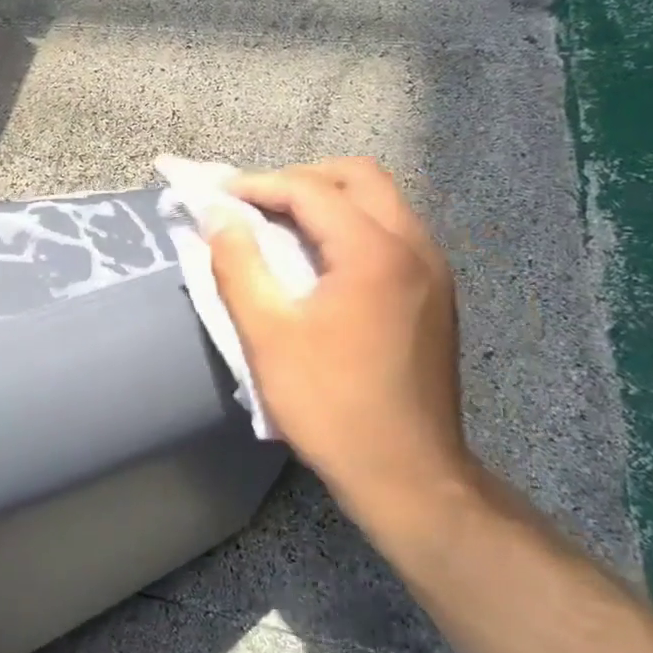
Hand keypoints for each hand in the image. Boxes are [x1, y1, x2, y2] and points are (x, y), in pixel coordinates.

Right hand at [207, 158, 478, 549]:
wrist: (409, 475)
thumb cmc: (330, 405)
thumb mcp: (267, 335)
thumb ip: (237, 266)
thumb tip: (217, 217)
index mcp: (375, 252)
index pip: (311, 190)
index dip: (258, 185)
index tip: (218, 195)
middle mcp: (415, 246)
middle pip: (359, 177)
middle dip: (301, 179)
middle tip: (256, 203)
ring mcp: (433, 270)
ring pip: (382, 202)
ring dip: (329, 200)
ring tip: (281, 226)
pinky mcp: (436, 294)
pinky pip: (392, 233)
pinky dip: (352, 227)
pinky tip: (321, 261)